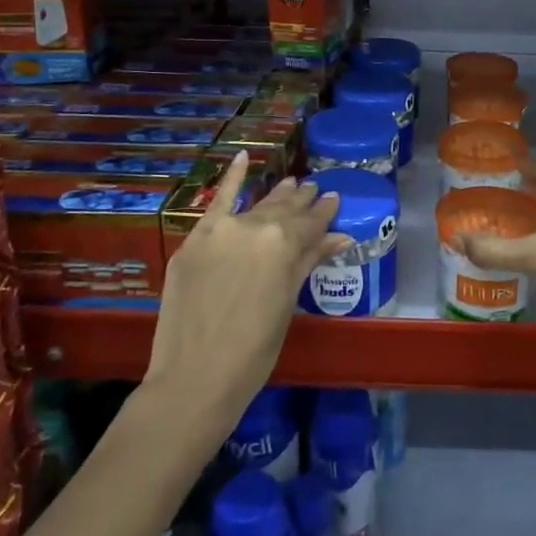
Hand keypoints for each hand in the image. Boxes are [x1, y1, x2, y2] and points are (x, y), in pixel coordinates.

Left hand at [143, 153, 349, 426]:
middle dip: (301, 201)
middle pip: (284, 210)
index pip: (311, 222)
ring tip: (291, 183)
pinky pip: (216, 201)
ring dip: (275, 195)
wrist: (195, 377)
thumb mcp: (287, 303)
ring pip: (255, 206)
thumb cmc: (254, 349)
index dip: (324, 212)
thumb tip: (340, 236)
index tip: (334, 199)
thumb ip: (309, 261)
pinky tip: (242, 158)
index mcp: (284, 243)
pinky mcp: (194, 240)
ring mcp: (220, 230)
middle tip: (314, 189)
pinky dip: (230, 179)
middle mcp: (254, 226)